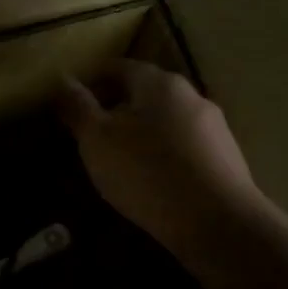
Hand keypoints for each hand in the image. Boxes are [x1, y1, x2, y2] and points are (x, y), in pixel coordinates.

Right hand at [60, 58, 259, 258]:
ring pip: (166, 120)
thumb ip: (78, 107)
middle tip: (90, 135)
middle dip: (116, 108)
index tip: (70, 102)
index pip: (118, 67)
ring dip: (140, 133)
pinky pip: (183, 147)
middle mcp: (191, 95)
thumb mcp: (97, 139)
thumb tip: (62, 79)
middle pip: (144, 93)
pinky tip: (151, 180)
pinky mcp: (225, 158)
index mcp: (158, 83)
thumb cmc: (146, 172)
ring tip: (118, 161)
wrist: (216, 222)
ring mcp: (214, 127)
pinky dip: (162, 154)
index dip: (90, 81)